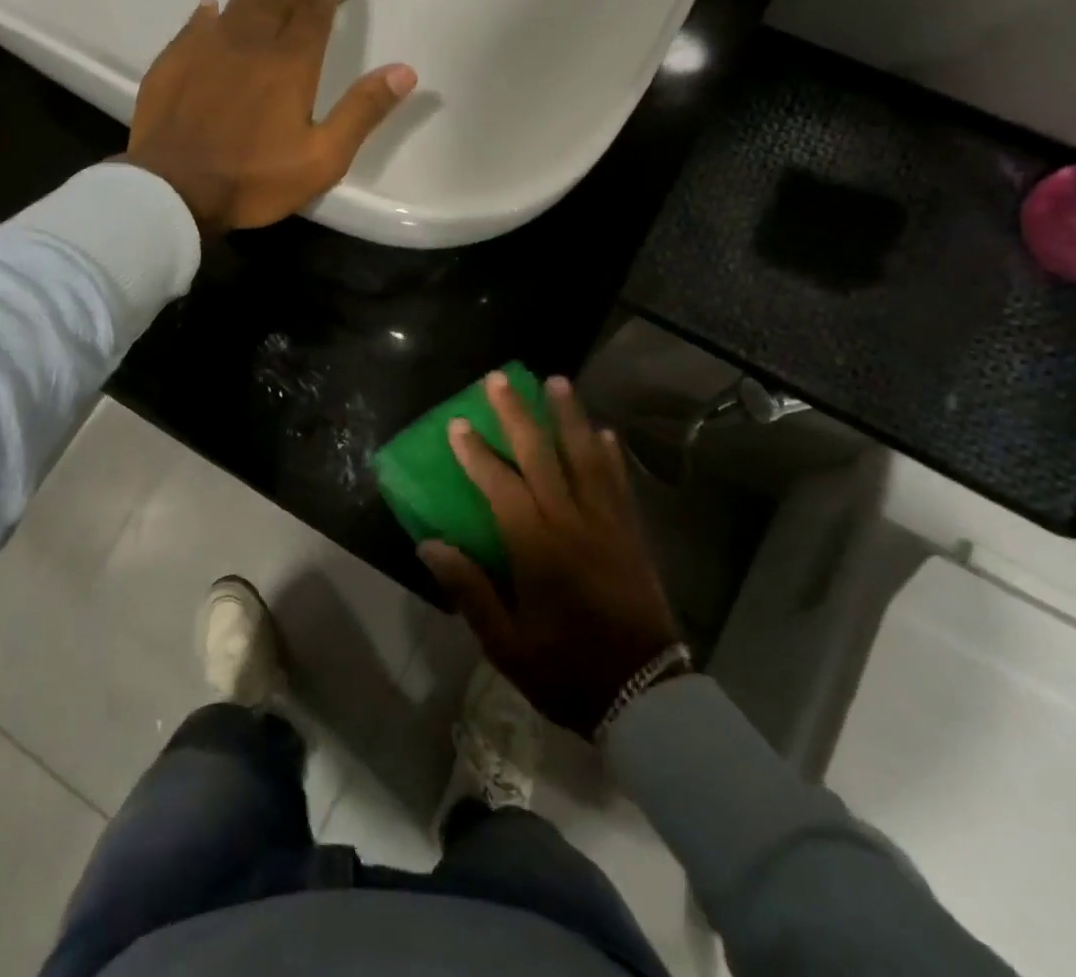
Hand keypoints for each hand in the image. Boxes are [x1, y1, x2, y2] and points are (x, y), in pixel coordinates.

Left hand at [124, 0, 417, 234]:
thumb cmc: (255, 179)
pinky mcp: (174, 63)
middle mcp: (251, 45)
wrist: (176, 189)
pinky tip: (210, 4)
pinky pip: (194, 26)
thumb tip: (404, 71)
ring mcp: (207, 50)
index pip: (312, 13)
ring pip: (236, 1)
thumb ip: (362, 112)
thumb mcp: (323, 157)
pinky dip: (207, 12)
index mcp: (290, 66)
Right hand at [419, 372, 683, 738]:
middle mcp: (572, 523)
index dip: (476, 453)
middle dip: (518, 414)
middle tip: (500, 378)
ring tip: (557, 382)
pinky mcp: (631, 534)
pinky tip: (604, 432)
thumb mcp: (506, 645)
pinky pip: (619, 483)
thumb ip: (469, 591)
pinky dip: (609, 454)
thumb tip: (429, 546)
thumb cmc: (567, 671)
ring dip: (569, 416)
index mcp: (537, 548)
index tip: (457, 424)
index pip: (500, 486)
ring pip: (586, 457)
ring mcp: (607, 524)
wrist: (647, 696)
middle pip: (542, 455)